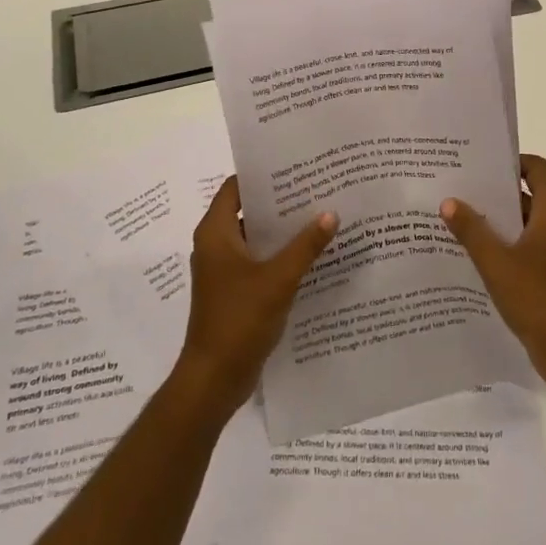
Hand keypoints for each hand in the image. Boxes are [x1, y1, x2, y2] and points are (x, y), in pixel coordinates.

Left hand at [176, 177, 338, 417]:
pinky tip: (310, 255)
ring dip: (282, 230)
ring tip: (320, 216)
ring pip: (255, 237)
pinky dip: (279, 255)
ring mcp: (223, 270)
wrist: (214, 379)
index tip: (294, 166)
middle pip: (247, 210)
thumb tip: (331, 213)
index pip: (235, 187)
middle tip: (316, 188)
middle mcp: (215, 245)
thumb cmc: (239, 320)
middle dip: (279, 201)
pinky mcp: (233, 291)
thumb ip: (305, 245)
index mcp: (215, 233)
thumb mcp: (278, 279)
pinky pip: (258, 261)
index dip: (262, 174)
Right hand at [441, 154, 545, 391]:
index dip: (513, 161)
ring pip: (522, 225)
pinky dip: (501, 246)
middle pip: (527, 195)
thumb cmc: (537, 297)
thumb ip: (471, 230)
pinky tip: (471, 255)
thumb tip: (449, 201)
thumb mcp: (496, 261)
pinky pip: (522, 249)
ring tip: (457, 218)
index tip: (482, 163)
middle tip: (459, 187)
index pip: (538, 169)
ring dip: (495, 221)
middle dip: (495, 191)